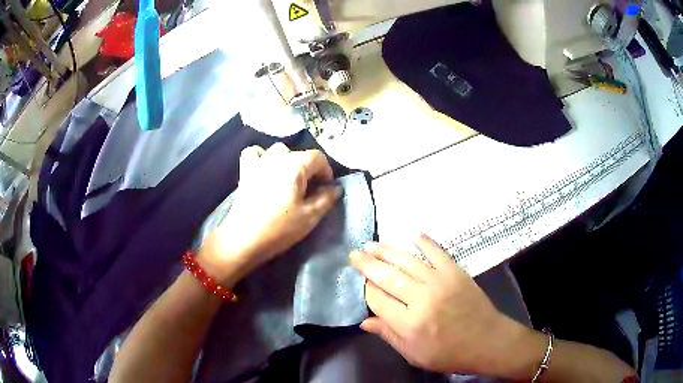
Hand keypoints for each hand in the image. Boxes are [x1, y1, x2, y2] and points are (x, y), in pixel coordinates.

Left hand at [199, 143, 340, 285]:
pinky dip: (262, 157)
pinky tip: (265, 170)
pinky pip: (254, 153)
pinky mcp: (245, 171)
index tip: (327, 188)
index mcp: (295, 165)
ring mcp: (258, 162)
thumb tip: (335, 188)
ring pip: (278, 151)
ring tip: (289, 179)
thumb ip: (326, 198)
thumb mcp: (310, 216)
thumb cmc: (279, 228)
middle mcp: (277, 157)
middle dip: (309, 169)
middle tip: (310, 190)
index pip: (317, 157)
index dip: (326, 171)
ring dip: (287, 161)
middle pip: (299, 154)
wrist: (243, 239)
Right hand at [350, 234, 539, 376]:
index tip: (360, 284)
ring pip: (407, 261)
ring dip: (387, 250)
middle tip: (354, 254)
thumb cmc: (448, 353)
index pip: (377, 299)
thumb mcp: (414, 354)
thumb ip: (388, 335)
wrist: (487, 340)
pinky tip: (412, 234)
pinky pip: (436, 252)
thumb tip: (364, 321)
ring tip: (371, 244)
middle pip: (387, 276)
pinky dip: (424, 242)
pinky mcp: (455, 272)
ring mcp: (440, 281)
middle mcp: (421, 299)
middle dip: (368, 264)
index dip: (365, 290)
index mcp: (409, 323)